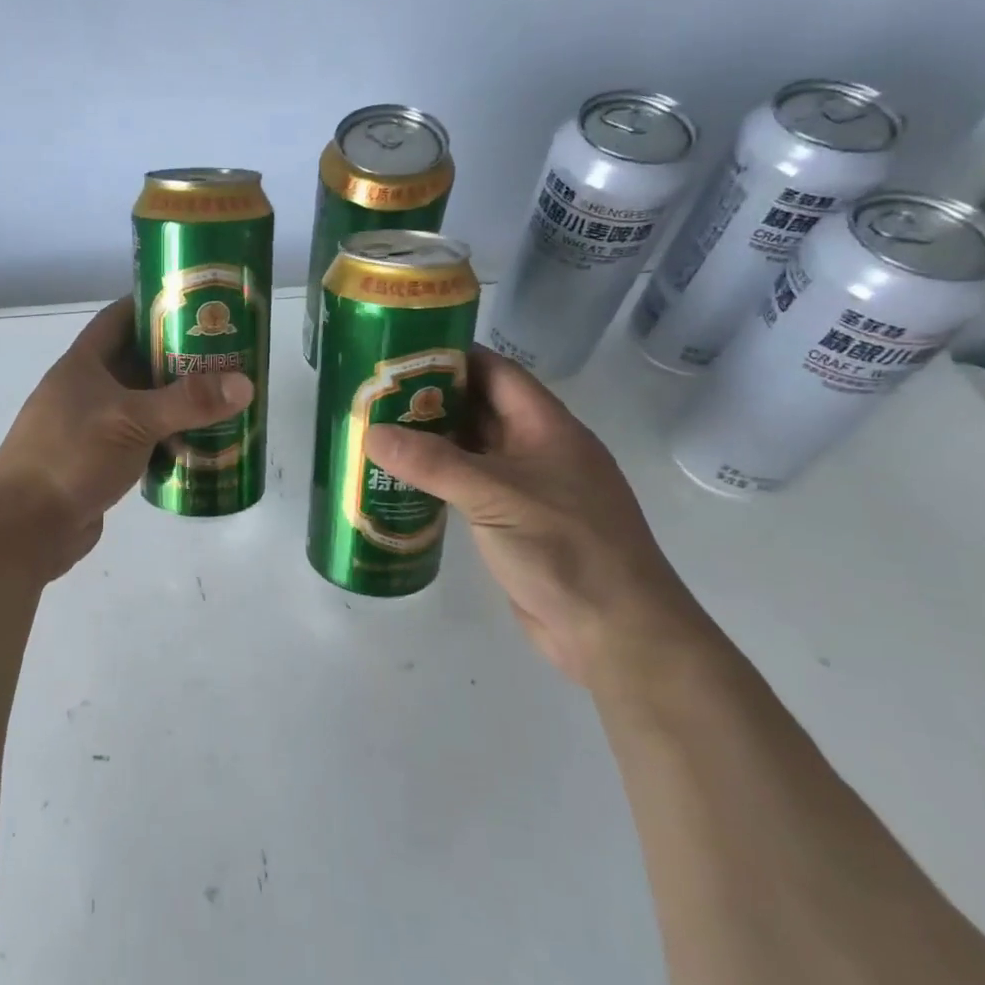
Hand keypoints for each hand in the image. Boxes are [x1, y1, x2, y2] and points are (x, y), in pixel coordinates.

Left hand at [0, 297, 253, 578]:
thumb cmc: (71, 457)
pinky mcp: (100, 462)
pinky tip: (201, 442)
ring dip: (176, 401)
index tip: (196, 302)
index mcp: (83, 364)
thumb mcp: (132, 420)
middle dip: (178, 356)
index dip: (153, 304)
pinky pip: (141, 440)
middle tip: (226, 354)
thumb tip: (246, 384)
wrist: (25, 527)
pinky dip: (168, 438)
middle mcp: (86, 390)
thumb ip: (188, 402)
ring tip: (223, 396)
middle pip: (137, 362)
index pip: (119, 318)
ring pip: (142, 404)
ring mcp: (92, 427)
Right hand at [363, 346, 710, 690]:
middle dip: (432, 399)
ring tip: (376, 432)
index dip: (453, 356)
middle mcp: (539, 450)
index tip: (400, 353)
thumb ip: (433, 463)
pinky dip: (439, 479)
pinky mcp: (516, 523)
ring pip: (473, 450)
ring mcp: (529, 488)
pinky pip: (471, 487)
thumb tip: (371, 433)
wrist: (614, 632)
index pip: (497, 373)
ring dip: (431, 442)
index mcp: (547, 428)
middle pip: (481, 409)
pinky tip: (402, 482)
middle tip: (373, 396)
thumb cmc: (565, 548)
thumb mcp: (496, 496)